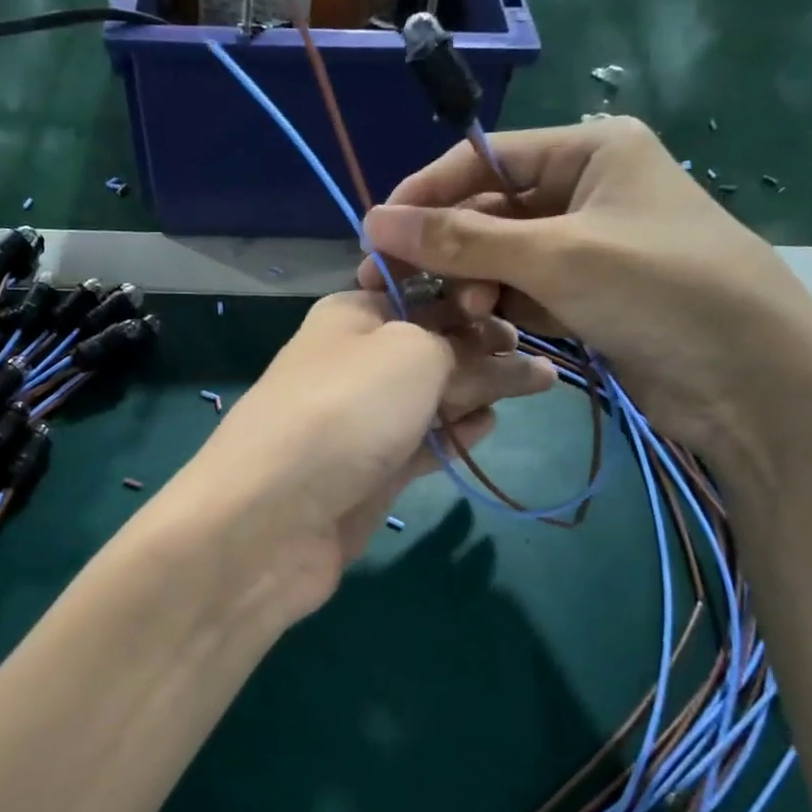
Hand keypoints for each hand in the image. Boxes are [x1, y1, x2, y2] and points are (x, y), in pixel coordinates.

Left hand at [164, 291, 555, 625]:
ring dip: (477, 390)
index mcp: (352, 314)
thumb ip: (464, 348)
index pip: (423, 293)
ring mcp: (360, 421)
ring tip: (535, 386)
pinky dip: (453, 433)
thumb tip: (505, 355)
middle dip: (484, 347)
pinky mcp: (368, 473)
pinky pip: (421, 443)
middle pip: (431, 346)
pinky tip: (487, 426)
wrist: (270, 518)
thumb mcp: (413, 354)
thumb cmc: (344, 411)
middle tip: (541, 359)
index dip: (471, 298)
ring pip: (430, 397)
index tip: (522, 310)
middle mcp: (354, 362)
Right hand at [358, 117, 811, 482]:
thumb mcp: (554, 256)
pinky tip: (483, 329)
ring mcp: (589, 248)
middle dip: (450, 249)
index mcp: (591, 150)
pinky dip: (500, 309)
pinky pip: (524, 292)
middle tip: (401, 287)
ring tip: (461, 314)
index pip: (485, 159)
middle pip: (491, 211)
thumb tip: (374, 221)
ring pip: (502, 258)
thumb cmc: (659, 290)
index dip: (428, 192)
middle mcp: (587, 191)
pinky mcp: (589, 297)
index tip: (376, 231)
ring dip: (474, 284)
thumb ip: (462, 240)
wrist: (753, 381)